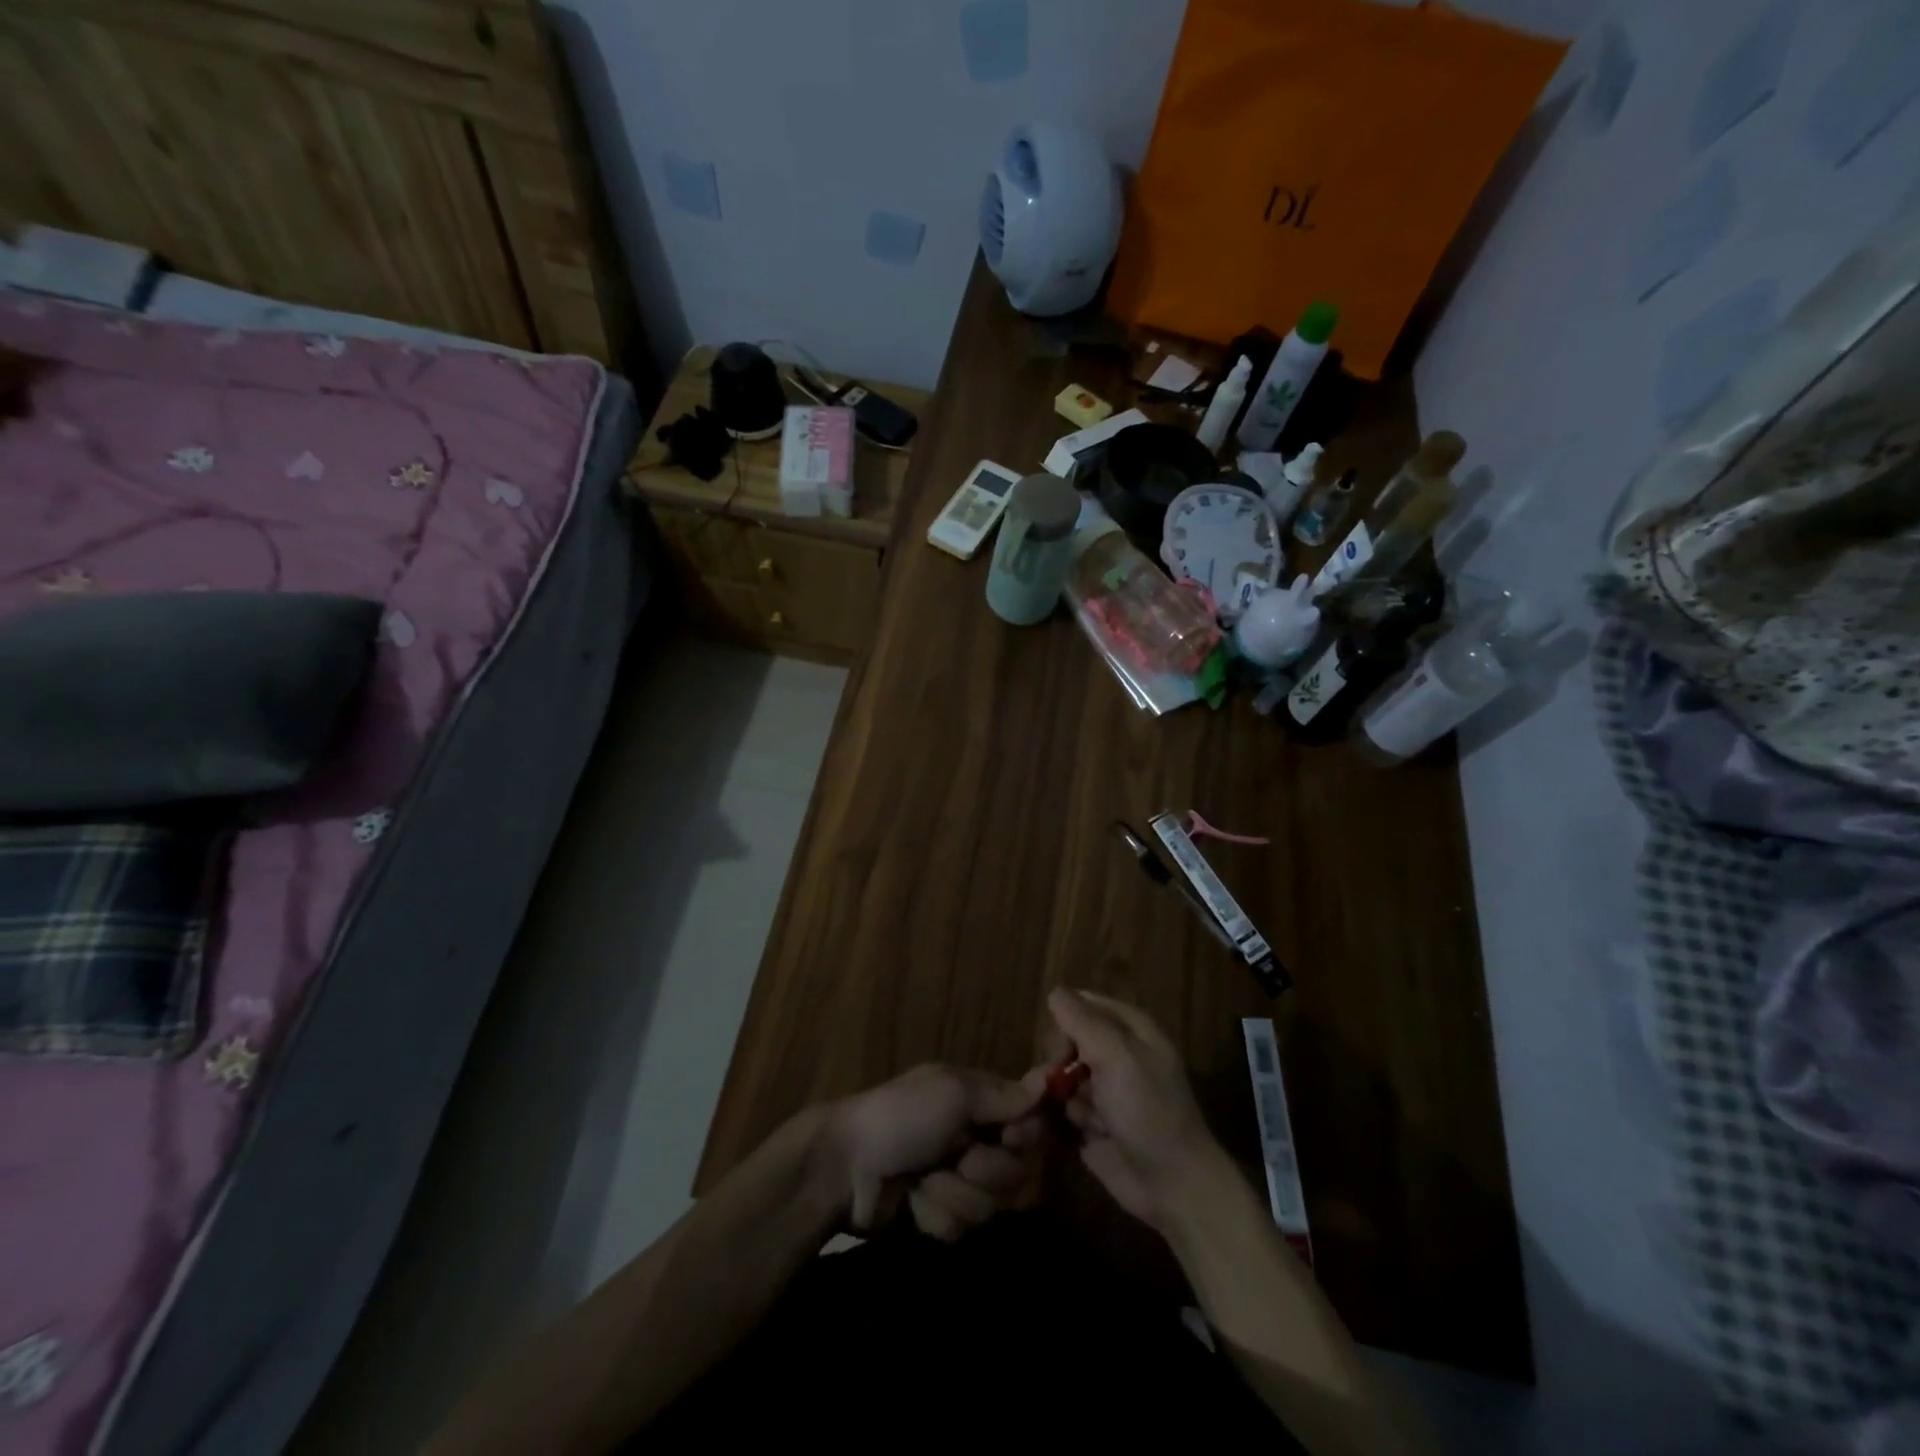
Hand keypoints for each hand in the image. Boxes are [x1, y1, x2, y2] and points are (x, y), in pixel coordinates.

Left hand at [826, 1063, 1047, 1239]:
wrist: (845, 1167)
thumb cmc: (901, 1116)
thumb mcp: (952, 1093)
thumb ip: (1003, 1095)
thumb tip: (1049, 1078)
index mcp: (977, 1100)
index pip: (1029, 1122)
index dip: (1025, 1136)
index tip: (1010, 1137)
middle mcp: (973, 1137)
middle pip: (1016, 1170)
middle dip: (987, 1171)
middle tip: (957, 1158)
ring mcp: (956, 1179)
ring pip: (990, 1205)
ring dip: (955, 1194)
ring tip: (923, 1181)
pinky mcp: (939, 1215)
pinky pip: (961, 1227)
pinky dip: (936, 1214)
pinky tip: (912, 1202)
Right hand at [1046, 988, 1223, 1231]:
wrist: (1172, 1184)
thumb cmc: (1148, 1110)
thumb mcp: (1117, 1056)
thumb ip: (1083, 1021)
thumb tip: (1055, 992)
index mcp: (1131, 1029)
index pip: (1084, 1004)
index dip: (1066, 1019)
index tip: (1060, 1045)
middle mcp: (1118, 1053)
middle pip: (1069, 1038)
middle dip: (1059, 1059)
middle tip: (1059, 1080)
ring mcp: (1106, 1088)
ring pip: (1063, 1073)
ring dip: (1062, 1092)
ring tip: (1080, 1114)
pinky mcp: (1094, 1121)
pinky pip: (1066, 1106)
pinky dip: (1069, 1117)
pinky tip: (1085, 1132)